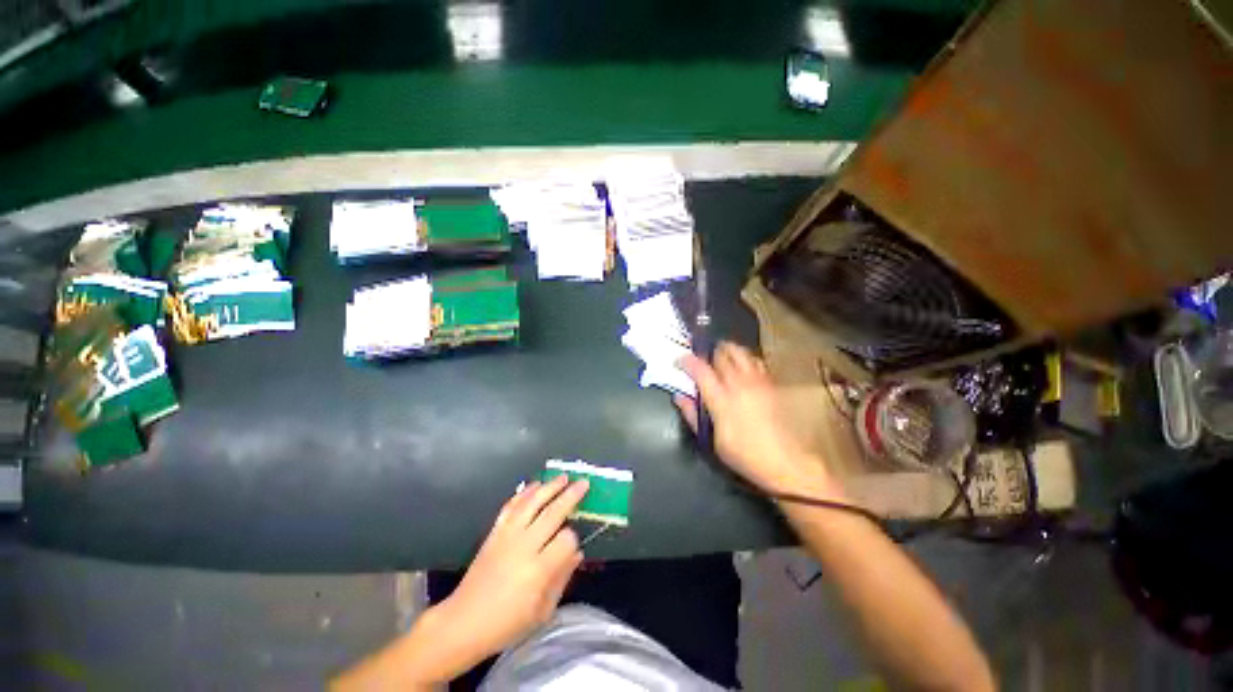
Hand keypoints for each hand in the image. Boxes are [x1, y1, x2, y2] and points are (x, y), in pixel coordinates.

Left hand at [436, 476, 586, 669]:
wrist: (463, 622)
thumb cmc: (506, 624)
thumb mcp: (542, 612)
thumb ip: (562, 579)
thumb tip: (577, 553)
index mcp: (538, 571)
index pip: (566, 540)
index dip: (574, 538)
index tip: (575, 542)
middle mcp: (523, 547)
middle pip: (552, 513)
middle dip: (570, 496)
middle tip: (583, 483)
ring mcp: (507, 536)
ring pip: (532, 502)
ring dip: (549, 487)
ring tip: (563, 477)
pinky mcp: (494, 532)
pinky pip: (511, 506)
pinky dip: (524, 492)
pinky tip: (535, 485)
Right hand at [677, 342, 838, 498]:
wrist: (784, 462)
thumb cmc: (743, 454)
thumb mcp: (711, 440)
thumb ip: (692, 415)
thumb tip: (680, 396)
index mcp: (721, 399)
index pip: (700, 369)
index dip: (687, 361)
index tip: (679, 360)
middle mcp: (739, 383)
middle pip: (722, 353)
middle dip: (708, 351)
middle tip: (700, 357)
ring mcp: (758, 381)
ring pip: (741, 352)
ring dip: (728, 351)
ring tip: (721, 357)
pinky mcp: (771, 384)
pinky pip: (756, 361)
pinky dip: (745, 358)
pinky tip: (742, 367)